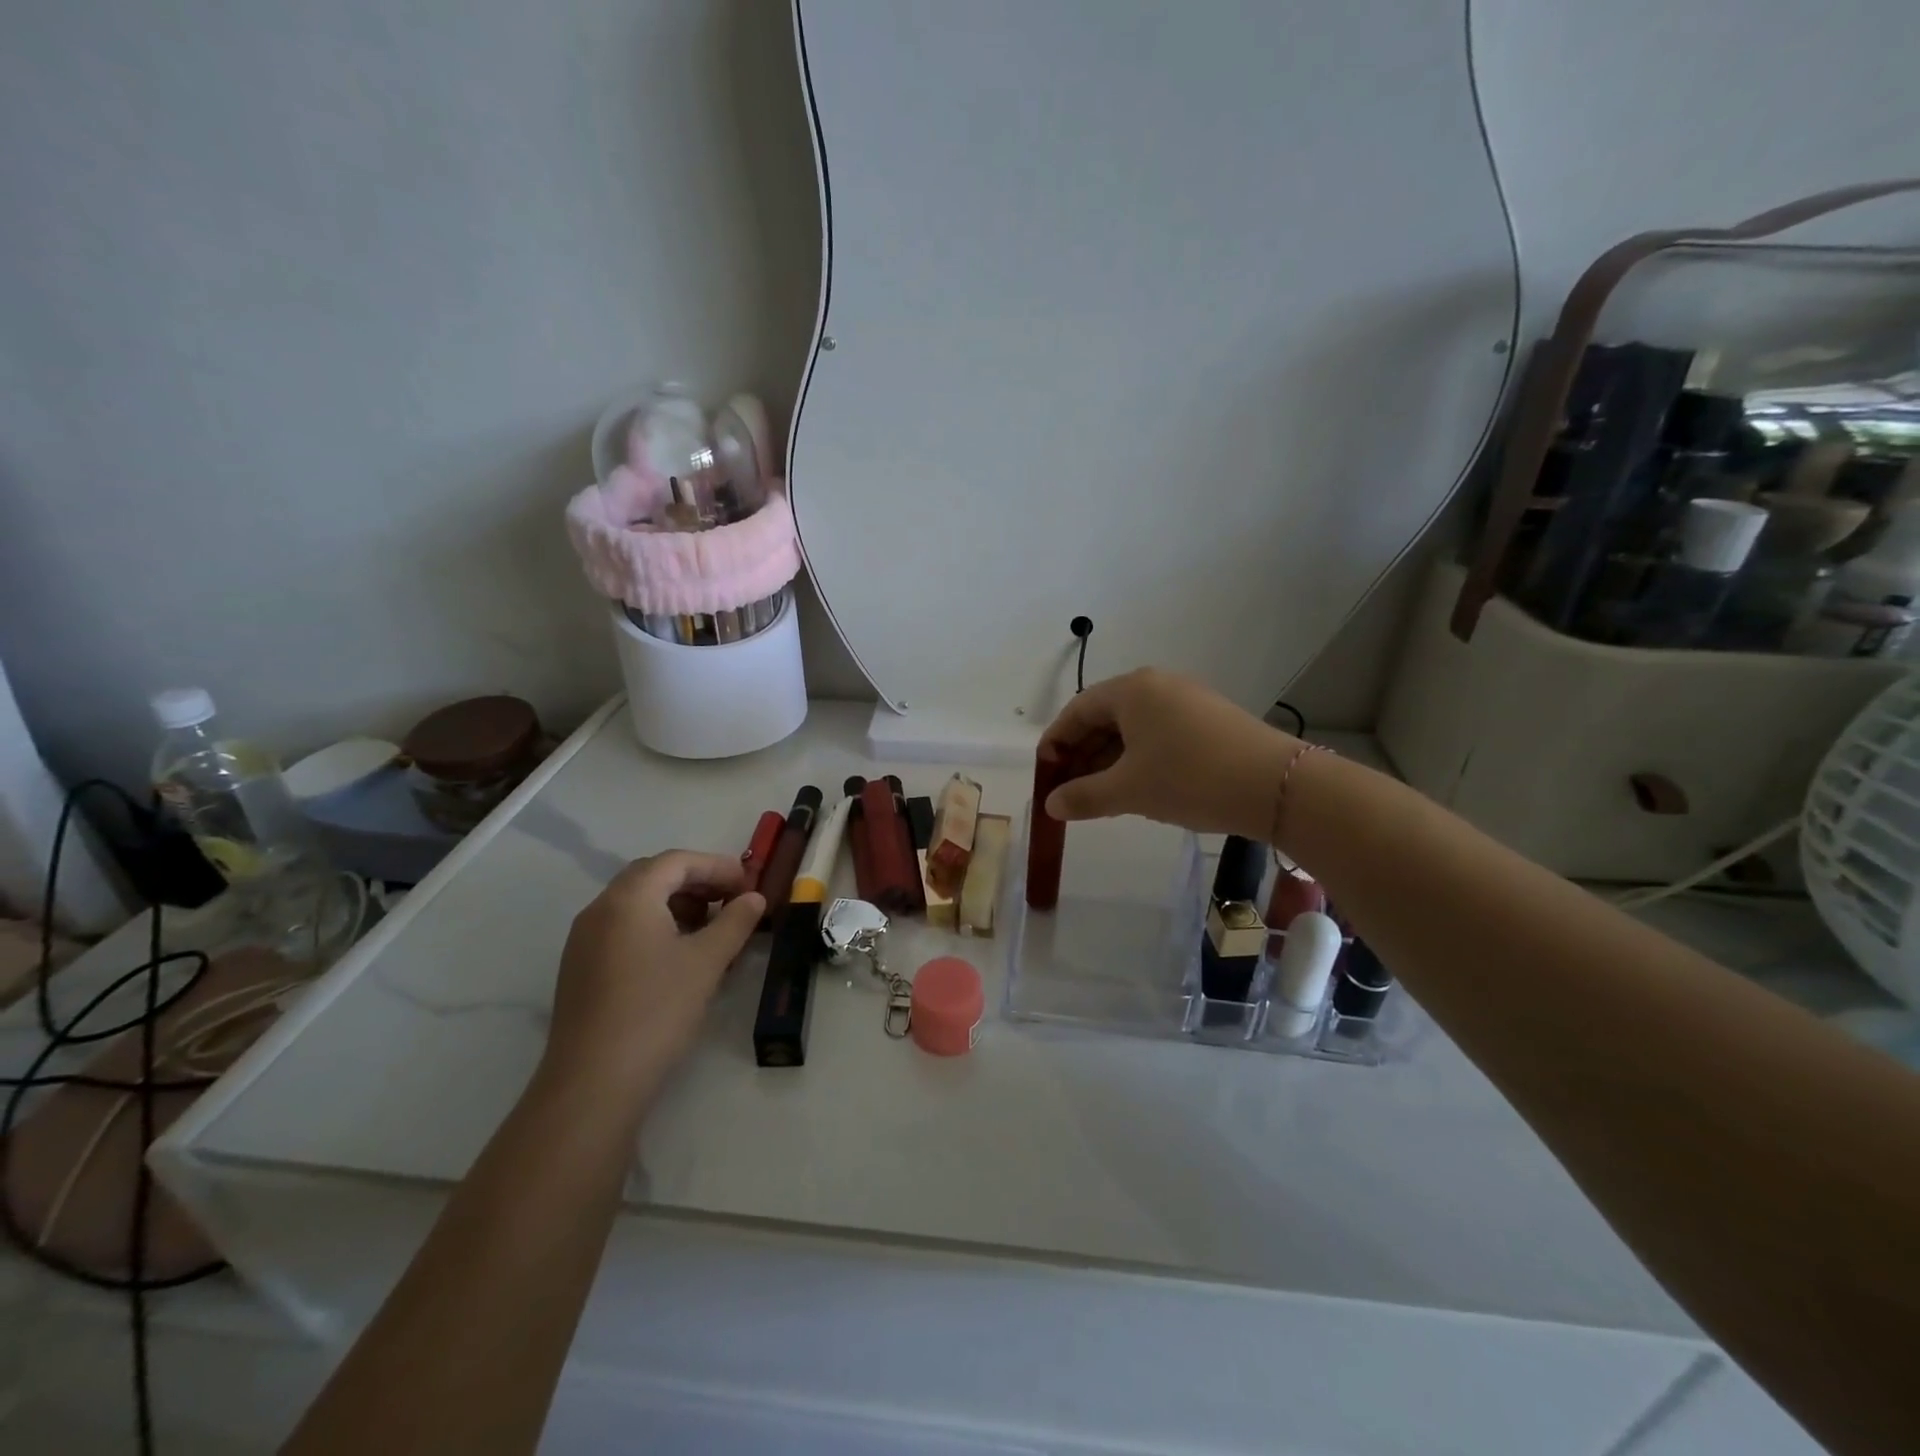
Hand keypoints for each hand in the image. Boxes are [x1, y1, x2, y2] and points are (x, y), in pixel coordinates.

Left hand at [543, 851, 763, 1105]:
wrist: (593, 1082)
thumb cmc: (657, 1010)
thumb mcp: (707, 961)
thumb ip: (735, 921)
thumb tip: (754, 898)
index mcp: (629, 898)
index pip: (676, 861)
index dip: (717, 866)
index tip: (749, 884)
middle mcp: (600, 909)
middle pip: (653, 876)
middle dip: (697, 882)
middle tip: (732, 901)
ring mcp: (584, 940)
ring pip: (637, 903)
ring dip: (677, 904)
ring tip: (711, 929)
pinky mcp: (581, 968)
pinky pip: (623, 928)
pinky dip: (656, 926)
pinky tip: (679, 955)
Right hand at [1039, 667, 1299, 839]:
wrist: (1276, 786)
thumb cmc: (1189, 779)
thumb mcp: (1128, 791)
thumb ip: (1083, 796)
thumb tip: (1050, 805)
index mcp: (1131, 690)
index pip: (1077, 710)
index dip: (1055, 743)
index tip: (1044, 774)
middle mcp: (1157, 685)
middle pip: (1104, 717)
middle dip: (1081, 755)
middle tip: (1068, 791)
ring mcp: (1186, 701)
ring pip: (1132, 729)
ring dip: (1109, 760)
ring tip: (1098, 796)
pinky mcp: (1209, 720)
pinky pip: (1158, 735)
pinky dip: (1138, 759)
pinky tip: (1136, 788)